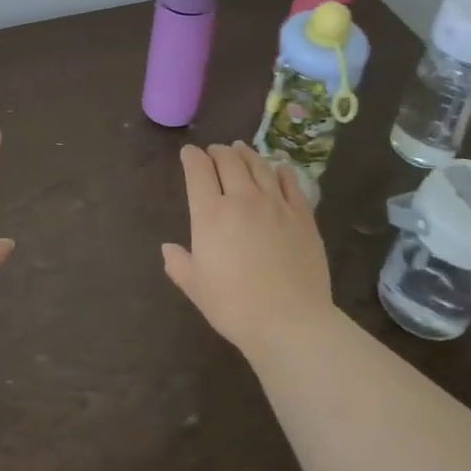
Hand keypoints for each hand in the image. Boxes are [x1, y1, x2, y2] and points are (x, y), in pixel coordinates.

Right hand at [162, 142, 335, 360]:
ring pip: (259, 166)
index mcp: (210, 213)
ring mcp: (275, 203)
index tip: (188, 153)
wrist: (290, 321)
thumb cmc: (234, 306)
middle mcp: (242, 198)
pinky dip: (280, 170)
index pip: (198, 170)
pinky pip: (290, 182)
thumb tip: (168, 248)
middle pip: (229, 161)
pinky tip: (278, 168)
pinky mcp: (302, 214)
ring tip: (241, 149)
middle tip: (214, 151)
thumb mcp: (196, 288)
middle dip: (218, 151)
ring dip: (246, 154)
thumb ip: (179, 264)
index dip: (191, 157)